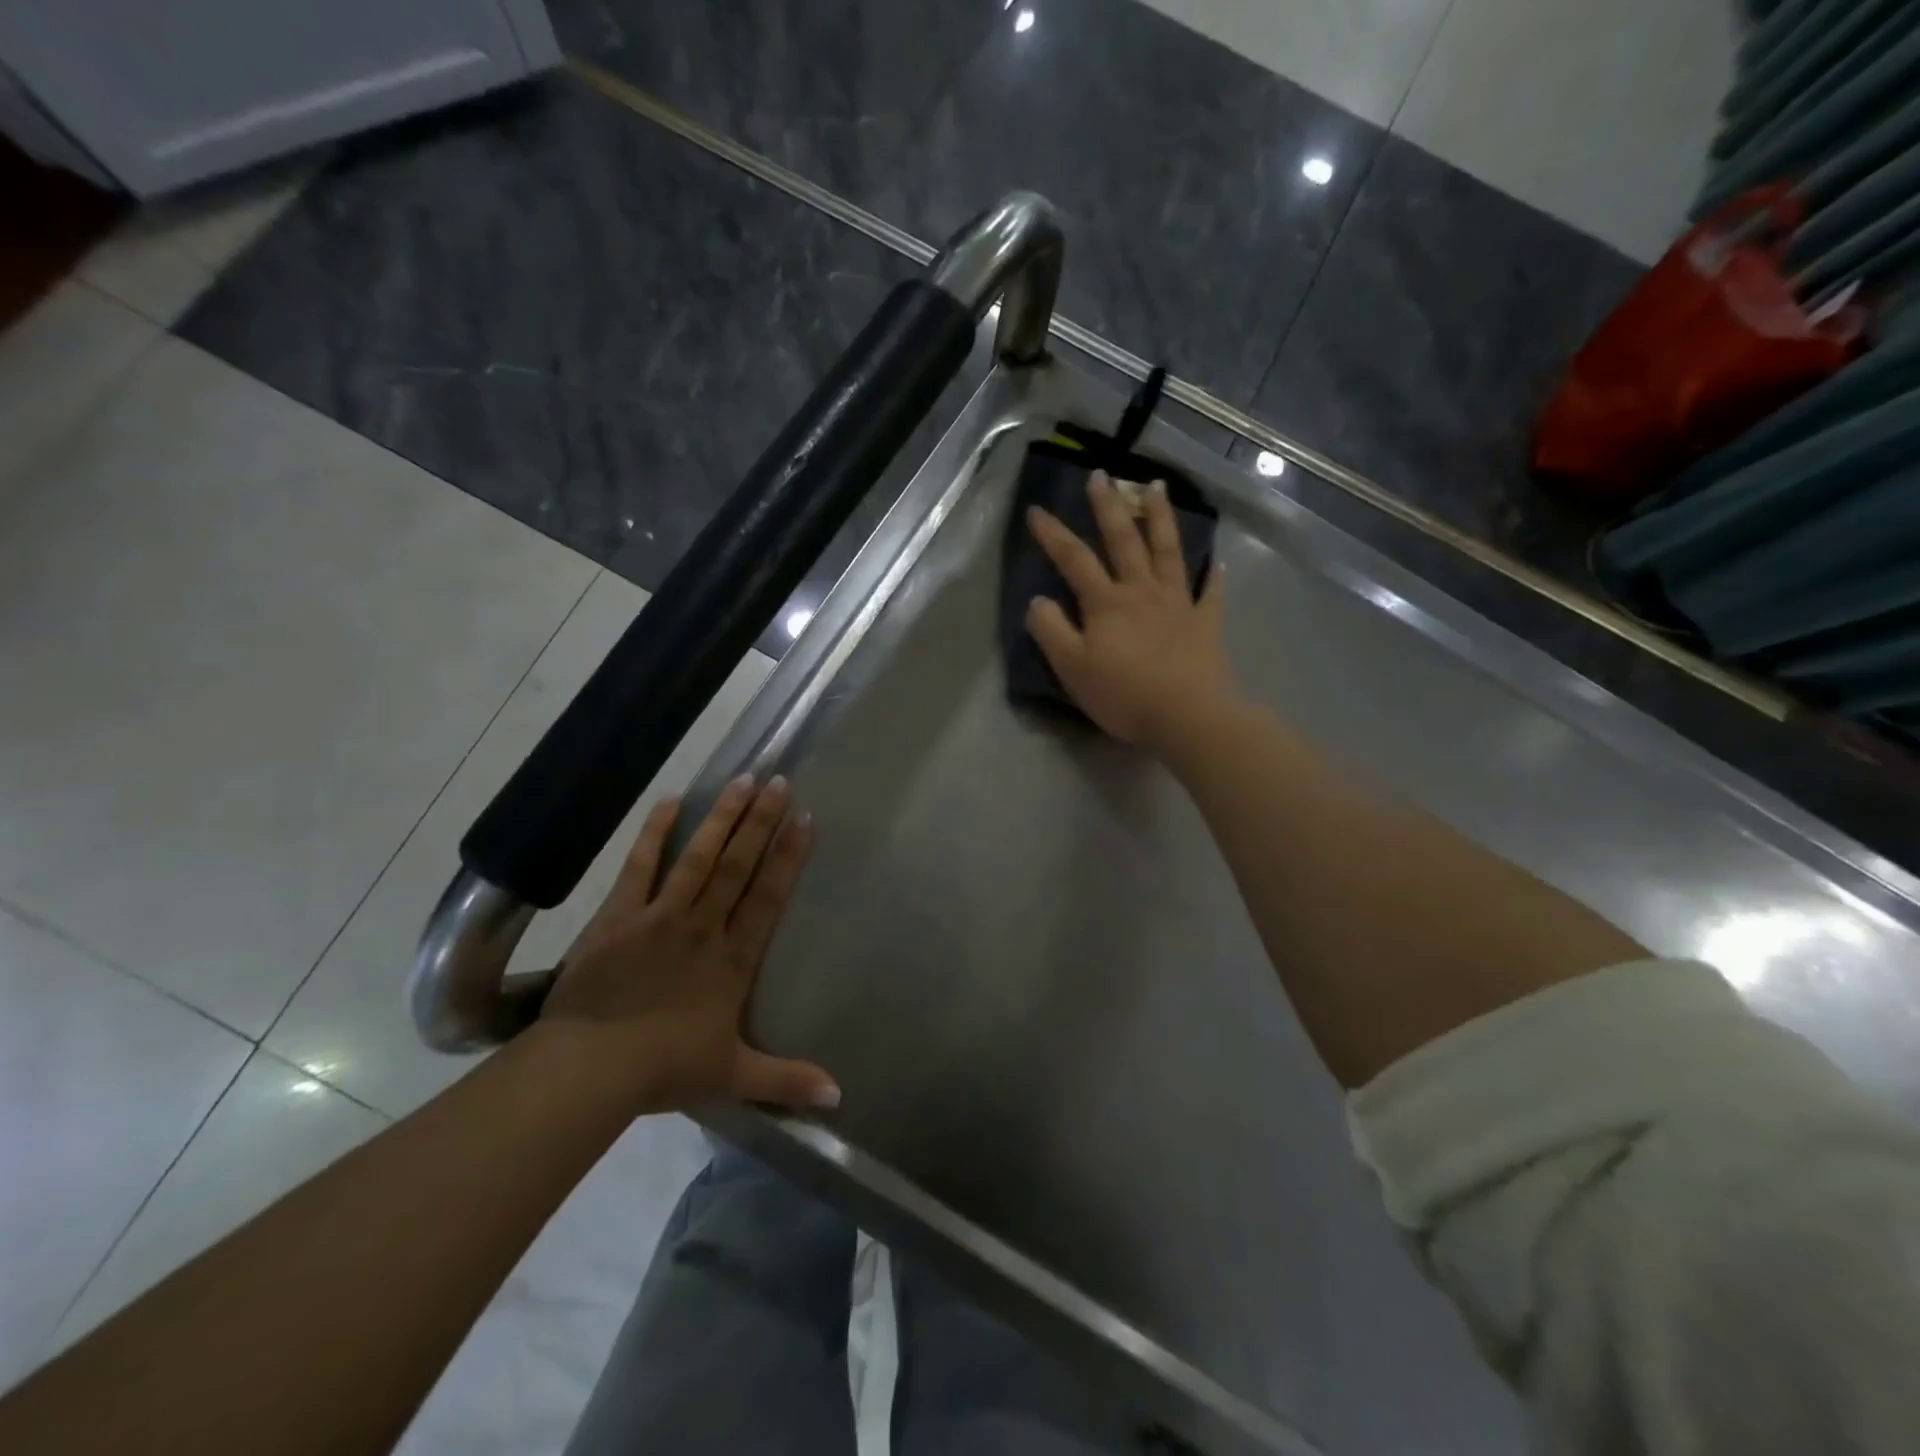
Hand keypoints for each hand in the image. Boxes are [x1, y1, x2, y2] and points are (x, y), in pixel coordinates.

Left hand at [539, 776, 839, 1113]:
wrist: (592, 1069)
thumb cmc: (665, 1070)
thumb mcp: (733, 1076)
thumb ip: (787, 1080)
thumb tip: (840, 1098)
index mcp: (732, 960)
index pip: (768, 897)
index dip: (789, 857)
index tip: (806, 819)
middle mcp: (703, 927)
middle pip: (737, 866)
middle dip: (761, 822)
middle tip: (779, 780)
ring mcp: (660, 916)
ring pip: (698, 858)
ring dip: (722, 818)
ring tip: (743, 780)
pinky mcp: (618, 916)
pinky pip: (640, 867)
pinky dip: (655, 834)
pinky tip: (670, 801)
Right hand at [1026, 470, 1237, 751]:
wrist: (1188, 717)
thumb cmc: (1124, 695)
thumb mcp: (1072, 668)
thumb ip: (1051, 631)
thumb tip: (1037, 601)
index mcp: (1106, 603)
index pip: (1073, 559)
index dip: (1052, 534)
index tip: (1036, 510)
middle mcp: (1142, 592)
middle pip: (1124, 540)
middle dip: (1108, 506)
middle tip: (1101, 475)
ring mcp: (1178, 604)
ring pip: (1168, 551)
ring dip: (1160, 517)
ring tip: (1155, 487)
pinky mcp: (1205, 623)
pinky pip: (1211, 593)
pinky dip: (1214, 576)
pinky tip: (1217, 562)